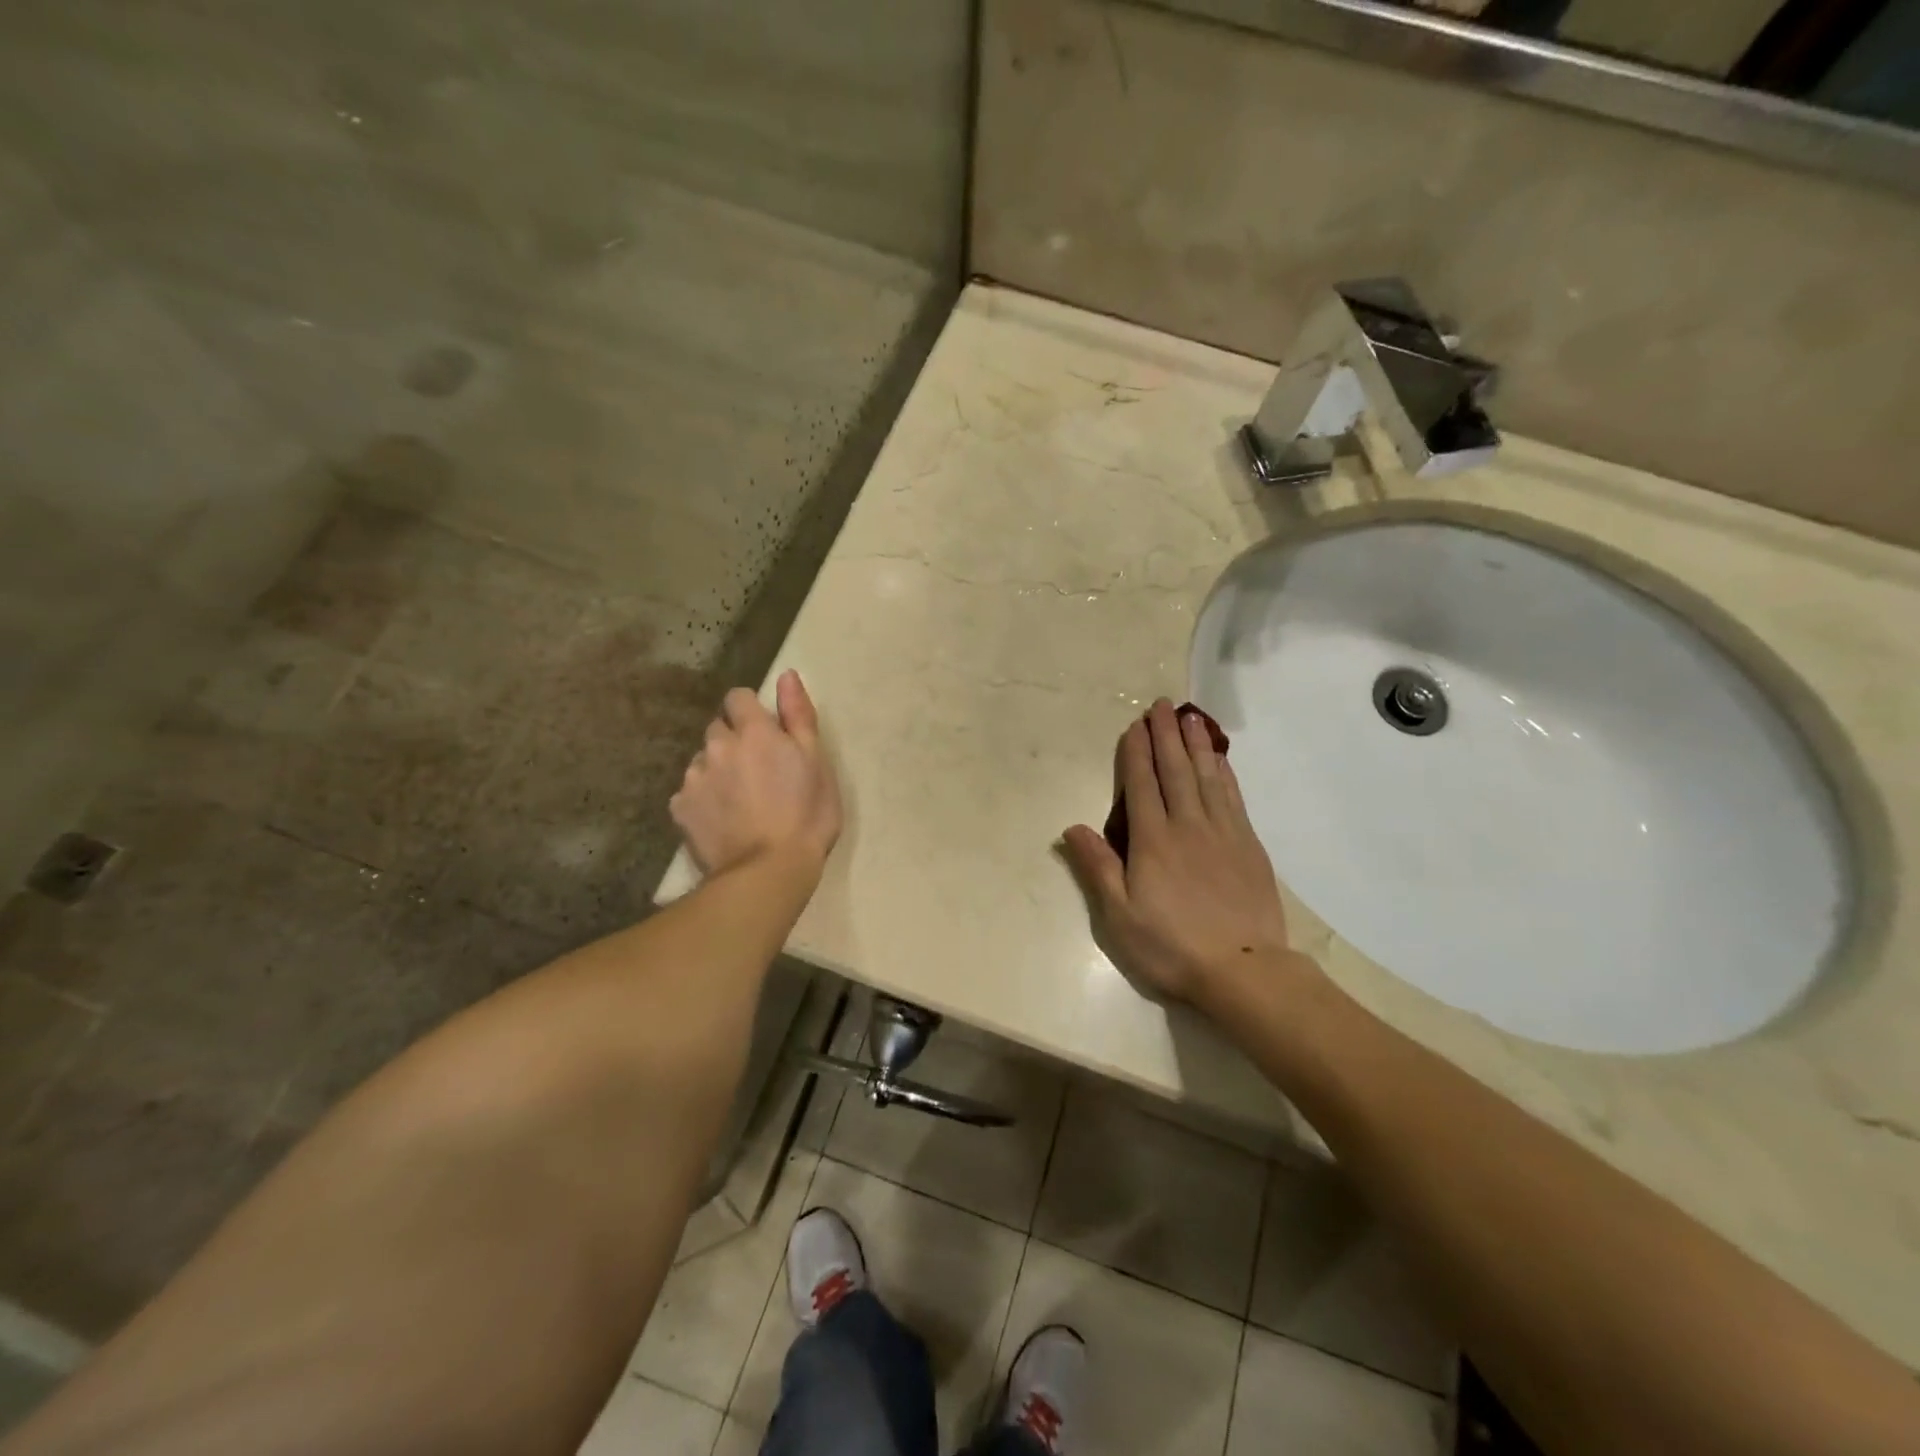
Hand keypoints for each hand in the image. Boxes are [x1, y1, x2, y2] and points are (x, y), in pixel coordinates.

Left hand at [671, 670, 841, 879]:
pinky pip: (689, 792)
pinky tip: (721, 820)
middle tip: (757, 770)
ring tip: (739, 799)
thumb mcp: (818, 762)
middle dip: (734, 740)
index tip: (766, 733)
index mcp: (754, 731)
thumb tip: (786, 675)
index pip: (738, 697)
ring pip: (702, 760)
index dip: (751, 711)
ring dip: (717, 769)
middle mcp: (717, 746)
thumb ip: (799, 715)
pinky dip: (702, 799)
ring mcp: (694, 778)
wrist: (769, 871)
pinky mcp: (679, 809)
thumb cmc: (806, 815)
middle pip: (718, 728)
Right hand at [1062, 699, 1301, 1004]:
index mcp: (1152, 841)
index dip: (1137, 753)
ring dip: (1195, 744)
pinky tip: (1220, 759)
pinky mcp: (1248, 845)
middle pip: (1174, 771)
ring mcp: (1222, 833)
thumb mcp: (1119, 916)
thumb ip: (1097, 867)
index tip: (1135, 725)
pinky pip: (1233, 797)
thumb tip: (1072, 827)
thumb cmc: (1171, 946)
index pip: (1141, 786)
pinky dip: (1224, 772)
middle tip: (1162, 705)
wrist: (1244, 969)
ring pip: (1206, 777)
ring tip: (1190, 717)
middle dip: (1165, 736)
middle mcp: (1187, 826)